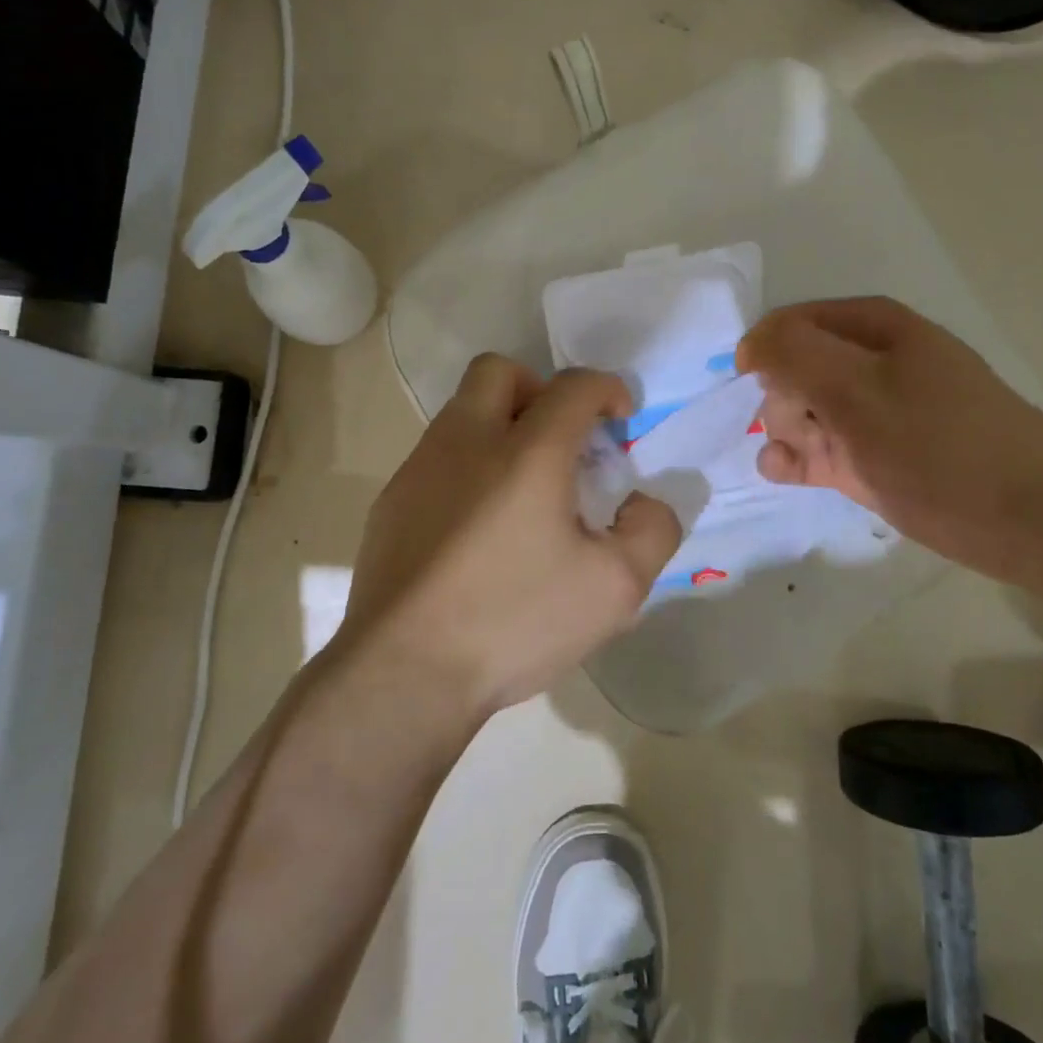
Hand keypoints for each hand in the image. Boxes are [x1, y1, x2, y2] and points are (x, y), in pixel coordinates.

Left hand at [341, 355, 680, 715]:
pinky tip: (478, 529)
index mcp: (527, 452)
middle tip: (561, 439)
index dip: (608, 389)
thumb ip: (651, 532)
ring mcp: (420, 469)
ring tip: (523, 491)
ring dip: (500, 427)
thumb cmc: (514, 621)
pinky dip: (467, 467)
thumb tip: (642, 504)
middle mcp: (467, 441)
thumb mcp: (614, 588)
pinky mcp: (391, 501)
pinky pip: (436, 458)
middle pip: (499, 371)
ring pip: (462, 412)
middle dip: (539, 389)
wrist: (404, 671)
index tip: (621, 420)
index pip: (574, 386)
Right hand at [737, 298, 1042, 588]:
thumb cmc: (939, 443)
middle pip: (793, 367)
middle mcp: (870, 364)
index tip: (752, 386)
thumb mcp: (859, 388)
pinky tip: (785, 471)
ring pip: (801, 411)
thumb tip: (749, 343)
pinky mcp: (869, 458)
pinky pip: (816, 449)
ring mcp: (871, 414)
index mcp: (874, 328)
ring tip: (798, 458)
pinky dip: (794, 458)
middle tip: (802, 427)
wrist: (1024, 519)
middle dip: (781, 397)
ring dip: (785, 431)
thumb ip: (795, 355)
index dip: (767, 351)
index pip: (793, 322)